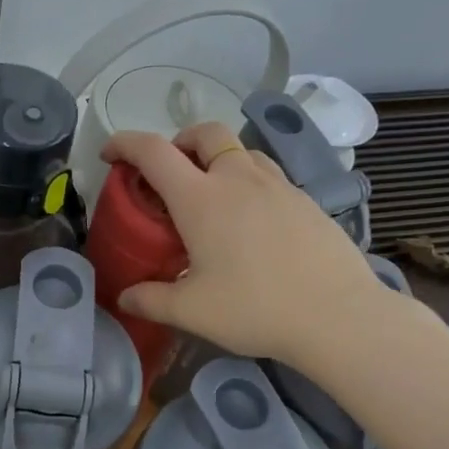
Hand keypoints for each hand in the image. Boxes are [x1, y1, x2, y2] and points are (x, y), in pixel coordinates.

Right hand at [102, 124, 396, 360]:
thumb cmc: (256, 308)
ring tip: (210, 196)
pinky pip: (268, 175)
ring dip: (217, 159)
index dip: (124, 144)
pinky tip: (251, 222)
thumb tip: (125, 298)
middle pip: (205, 132)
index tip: (110, 155)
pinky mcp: (306, 201)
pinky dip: (247, 182)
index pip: (153, 152)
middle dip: (179, 141)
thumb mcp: (192, 311)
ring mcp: (278, 186)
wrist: (339, 316)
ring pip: (241, 150)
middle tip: (169, 174)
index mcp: (201, 199)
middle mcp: (238, 179)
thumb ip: (151, 300)